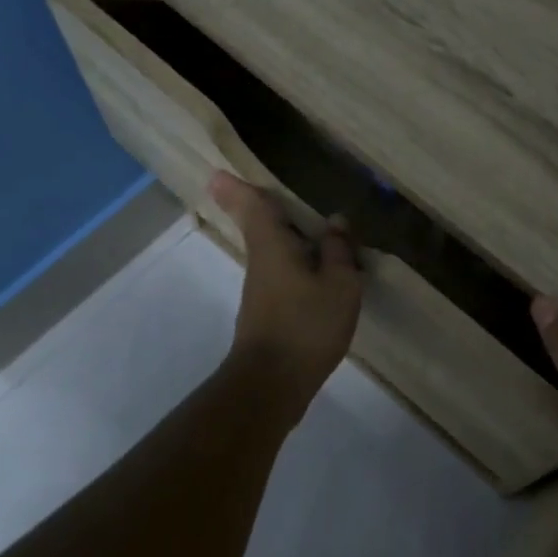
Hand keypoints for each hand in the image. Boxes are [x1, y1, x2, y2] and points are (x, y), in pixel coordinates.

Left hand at [209, 171, 362, 421]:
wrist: (272, 384)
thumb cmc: (306, 326)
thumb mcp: (339, 285)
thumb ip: (339, 251)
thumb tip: (336, 221)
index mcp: (273, 246)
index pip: (253, 207)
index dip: (239, 188)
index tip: (218, 173)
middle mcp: (261, 263)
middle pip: (259, 227)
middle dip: (259, 208)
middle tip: (261, 191)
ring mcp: (261, 291)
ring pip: (272, 253)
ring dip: (287, 239)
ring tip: (315, 232)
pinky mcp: (267, 314)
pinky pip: (282, 275)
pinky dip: (297, 266)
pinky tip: (319, 275)